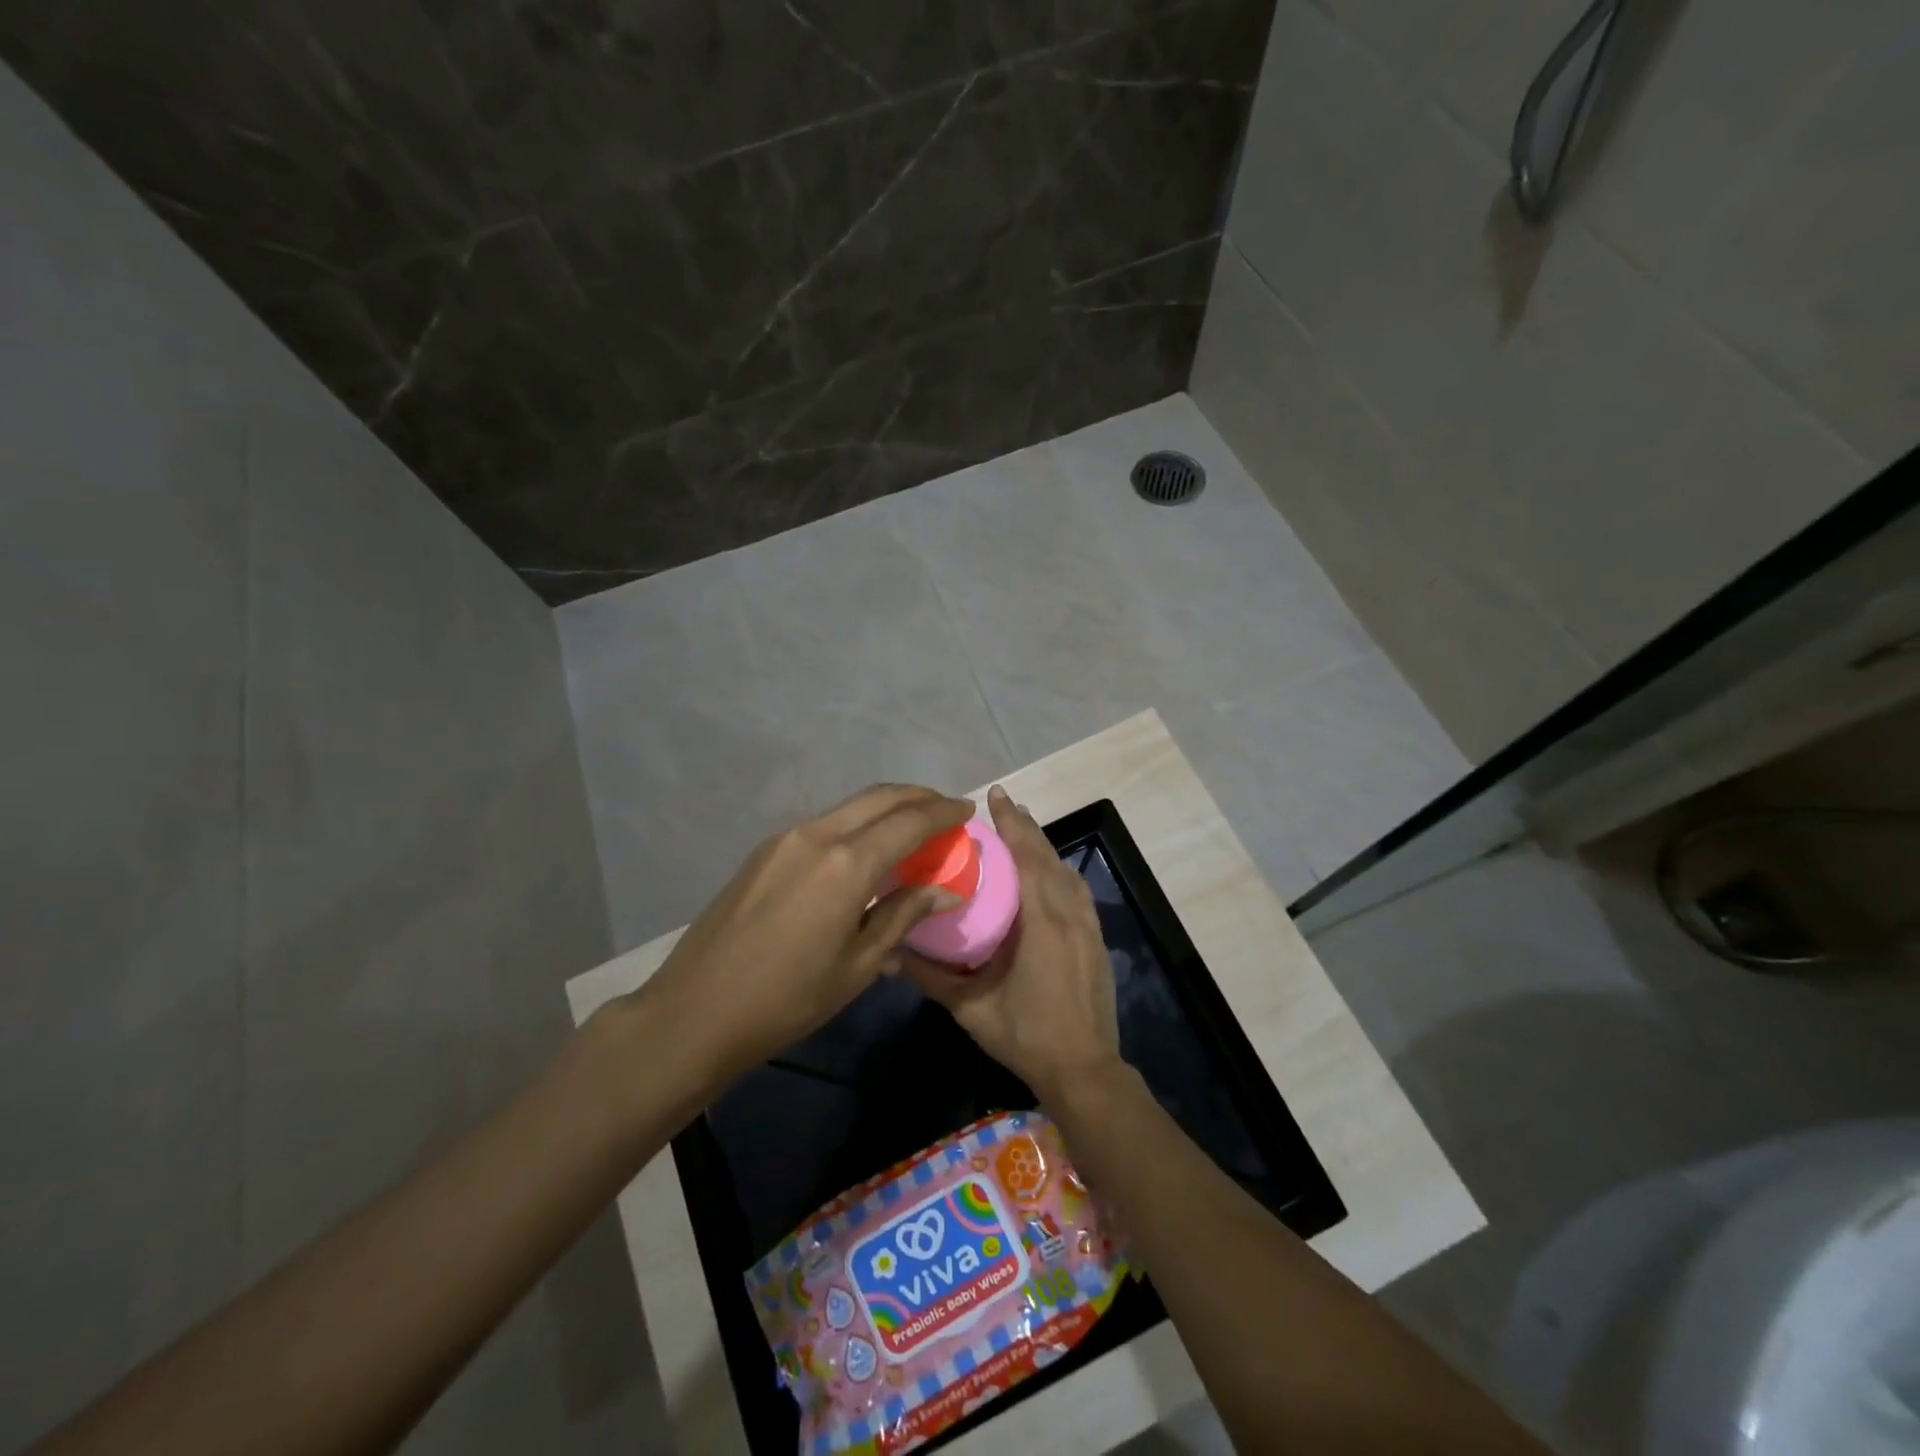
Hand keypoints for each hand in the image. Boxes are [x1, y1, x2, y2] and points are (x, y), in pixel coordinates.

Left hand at [637, 784, 972, 1087]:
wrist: (695, 1011)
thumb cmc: (787, 999)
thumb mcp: (858, 966)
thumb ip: (903, 916)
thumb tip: (945, 891)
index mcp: (847, 863)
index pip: (910, 821)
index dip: (943, 813)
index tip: (967, 810)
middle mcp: (818, 835)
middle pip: (880, 797)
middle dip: (918, 797)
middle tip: (945, 810)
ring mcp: (786, 838)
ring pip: (850, 807)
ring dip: (886, 808)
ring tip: (911, 828)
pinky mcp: (765, 851)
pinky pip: (825, 824)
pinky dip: (857, 824)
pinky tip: (865, 850)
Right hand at [903, 786, 1121, 1103]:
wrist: (1085, 1070)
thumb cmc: (1026, 1035)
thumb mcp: (971, 1008)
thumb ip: (931, 977)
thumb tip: (890, 953)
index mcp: (1042, 922)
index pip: (1027, 858)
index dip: (1012, 824)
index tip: (997, 795)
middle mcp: (1069, 914)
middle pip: (1048, 857)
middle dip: (1026, 827)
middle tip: (1004, 804)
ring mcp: (1088, 926)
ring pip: (1066, 872)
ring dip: (1044, 847)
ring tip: (1022, 830)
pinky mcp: (1096, 939)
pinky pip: (1077, 891)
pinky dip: (1059, 871)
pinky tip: (1048, 873)